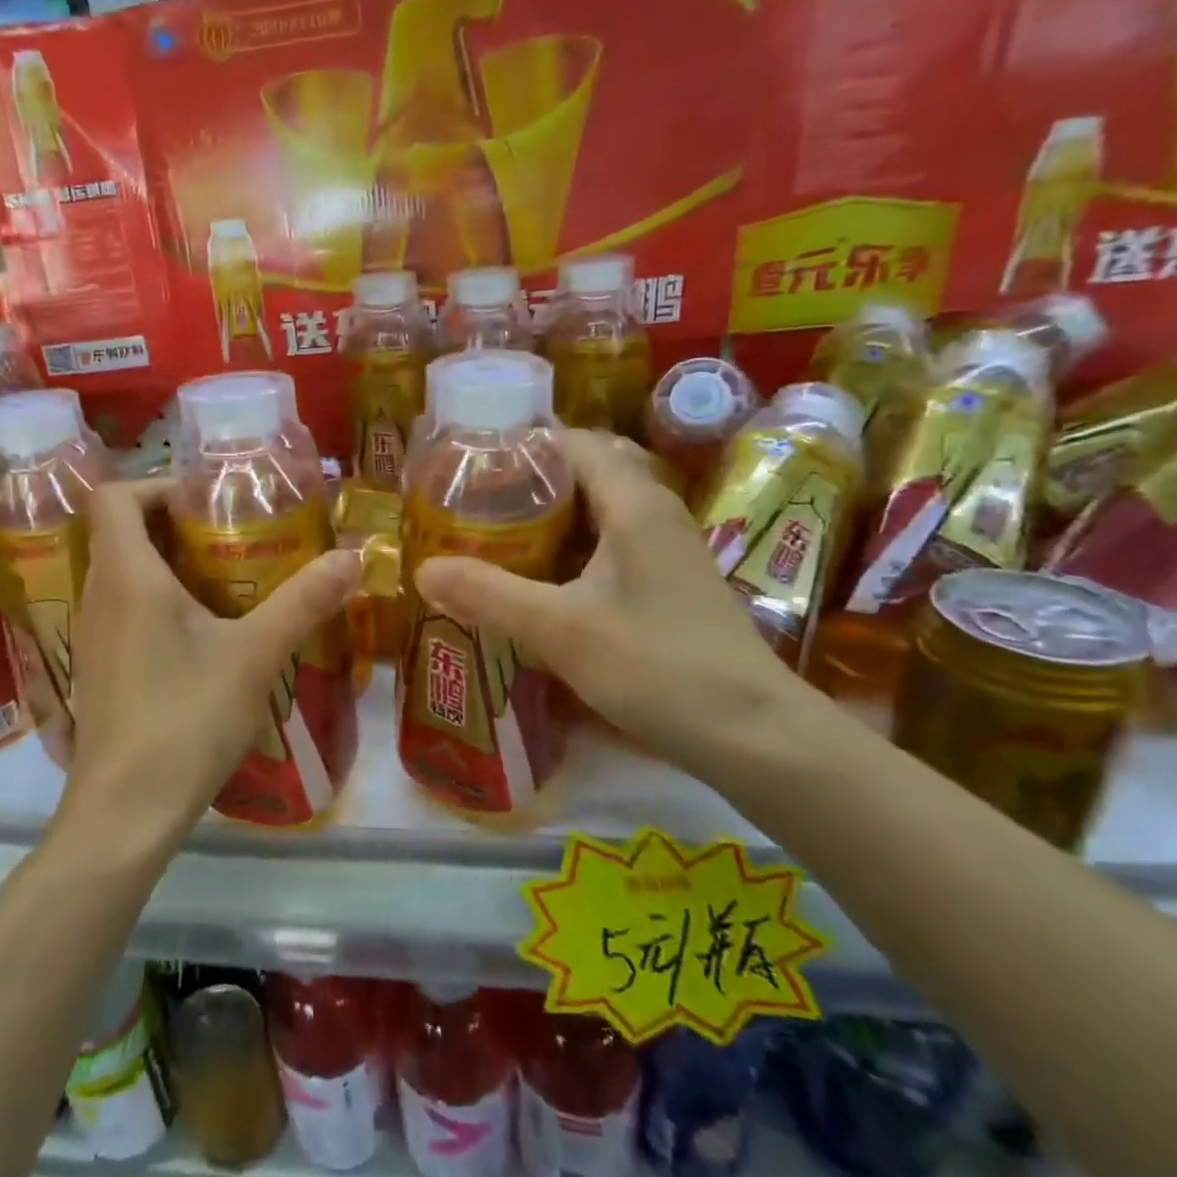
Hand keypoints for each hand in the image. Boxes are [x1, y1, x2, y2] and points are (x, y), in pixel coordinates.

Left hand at [59, 479, 361, 845]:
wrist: (125, 813)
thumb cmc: (185, 720)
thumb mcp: (255, 656)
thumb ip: (304, 601)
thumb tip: (354, 555)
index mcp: (126, 576)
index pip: (114, 496)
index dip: (156, 484)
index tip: (206, 501)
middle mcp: (98, 596)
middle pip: (119, 531)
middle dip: (173, 523)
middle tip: (229, 534)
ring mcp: (90, 636)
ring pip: (120, 573)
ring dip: (165, 563)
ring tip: (223, 579)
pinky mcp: (97, 669)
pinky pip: (120, 609)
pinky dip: (154, 600)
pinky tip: (200, 634)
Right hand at [412, 429, 806, 775]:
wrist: (754, 735)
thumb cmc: (659, 667)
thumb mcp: (560, 630)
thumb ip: (488, 595)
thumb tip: (422, 570)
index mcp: (634, 503)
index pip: (574, 441)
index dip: (523, 442)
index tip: (469, 460)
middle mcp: (654, 512)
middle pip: (584, 471)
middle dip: (527, 480)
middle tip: (470, 500)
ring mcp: (666, 549)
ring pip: (596, 510)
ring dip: (547, 516)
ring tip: (490, 533)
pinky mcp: (668, 583)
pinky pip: (608, 543)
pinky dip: (568, 547)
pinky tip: (536, 578)